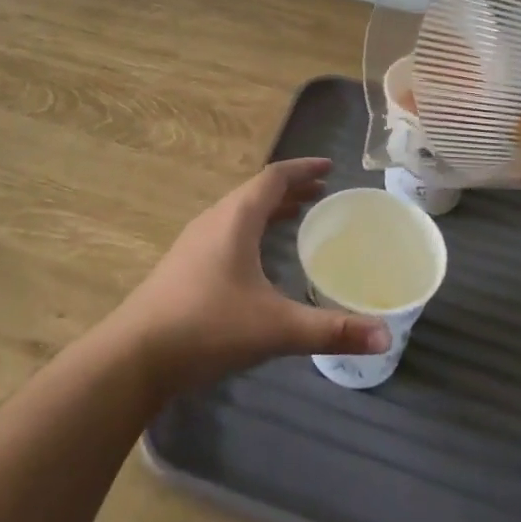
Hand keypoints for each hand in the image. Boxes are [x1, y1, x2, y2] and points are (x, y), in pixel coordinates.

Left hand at [112, 158, 389, 396]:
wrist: (135, 354)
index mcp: (236, 218)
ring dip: (270, 209)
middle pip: (257, 191)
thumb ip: (330, 330)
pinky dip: (253, 229)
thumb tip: (385, 336)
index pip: (274, 177)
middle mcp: (214, 219)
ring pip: (240, 212)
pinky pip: (227, 231)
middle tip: (323, 194)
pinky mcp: (185, 264)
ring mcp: (195, 241)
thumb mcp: (275, 328)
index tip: (330, 167)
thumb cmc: (208, 326)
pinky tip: (259, 258)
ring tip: (298, 217)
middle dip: (291, 189)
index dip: (303, 169)